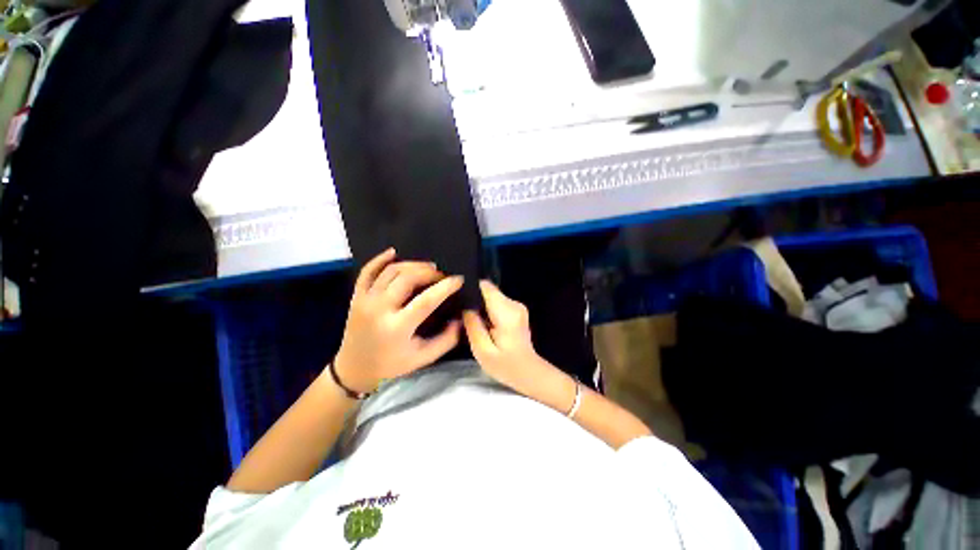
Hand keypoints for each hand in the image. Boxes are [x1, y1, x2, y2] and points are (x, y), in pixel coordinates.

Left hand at [333, 248, 462, 393]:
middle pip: (407, 278)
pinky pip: (367, 271)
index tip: (459, 279)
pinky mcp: (356, 296)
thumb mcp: (423, 358)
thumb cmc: (392, 364)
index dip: (445, 287)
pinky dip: (380, 259)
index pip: (425, 300)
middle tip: (442, 275)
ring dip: (412, 265)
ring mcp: (365, 300)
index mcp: (397, 328)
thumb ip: (446, 340)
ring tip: (428, 267)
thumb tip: (461, 319)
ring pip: (390, 271)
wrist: (354, 368)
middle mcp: (379, 309)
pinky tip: (393, 252)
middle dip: (429, 272)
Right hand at [463, 281, 553, 396]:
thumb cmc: (505, 365)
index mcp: (507, 312)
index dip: (471, 290)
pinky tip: (484, 324)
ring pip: (492, 296)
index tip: (459, 300)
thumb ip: (473, 326)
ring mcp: (517, 306)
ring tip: (473, 321)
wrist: (528, 372)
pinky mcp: (516, 310)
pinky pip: (497, 302)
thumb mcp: (483, 350)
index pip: (486, 287)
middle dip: (475, 300)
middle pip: (488, 291)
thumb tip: (465, 307)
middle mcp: (514, 304)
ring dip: (481, 306)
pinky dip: (488, 310)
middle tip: (464, 316)